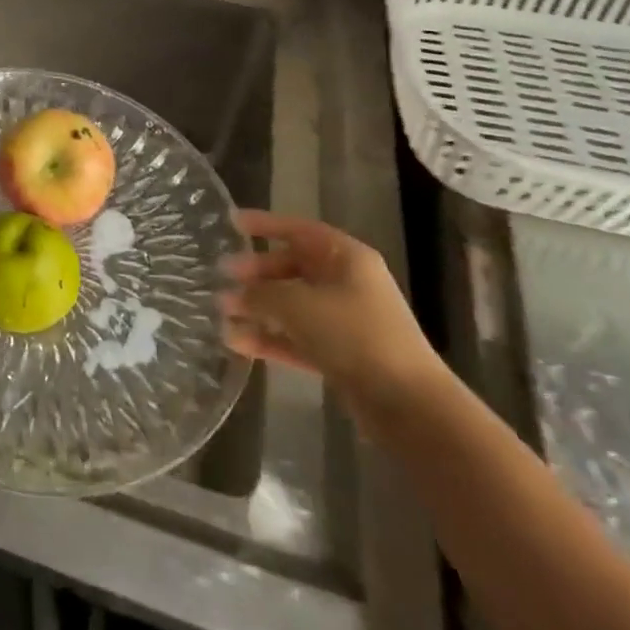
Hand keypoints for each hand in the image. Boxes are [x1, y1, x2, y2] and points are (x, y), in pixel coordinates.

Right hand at [219, 211, 445, 421]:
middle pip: (292, 268)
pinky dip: (270, 338)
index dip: (264, 224)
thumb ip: (259, 294)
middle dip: (256, 273)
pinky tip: (237, 343)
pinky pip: (297, 338)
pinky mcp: (341, 355)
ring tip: (222, 313)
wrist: (408, 405)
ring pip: (292, 305)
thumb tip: (231, 294)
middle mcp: (346, 283)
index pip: (298, 230)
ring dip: (258, 309)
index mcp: (345, 258)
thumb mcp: (297, 305)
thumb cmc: (353, 335)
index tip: (231, 223)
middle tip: (223, 277)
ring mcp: (344, 321)